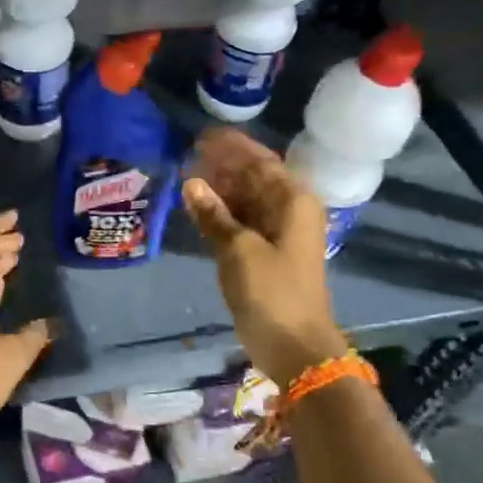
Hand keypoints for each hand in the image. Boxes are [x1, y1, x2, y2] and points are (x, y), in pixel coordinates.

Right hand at [182, 128, 346, 386]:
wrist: (295, 346)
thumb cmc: (272, 292)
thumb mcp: (239, 250)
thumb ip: (215, 215)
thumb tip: (192, 184)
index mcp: (293, 202)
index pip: (260, 162)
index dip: (232, 147)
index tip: (202, 136)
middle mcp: (289, 211)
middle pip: (254, 178)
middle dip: (223, 166)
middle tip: (188, 155)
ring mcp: (277, 234)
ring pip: (246, 200)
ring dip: (220, 188)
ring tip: (187, 176)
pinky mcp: (264, 254)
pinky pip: (241, 222)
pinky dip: (221, 213)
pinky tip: (197, 207)